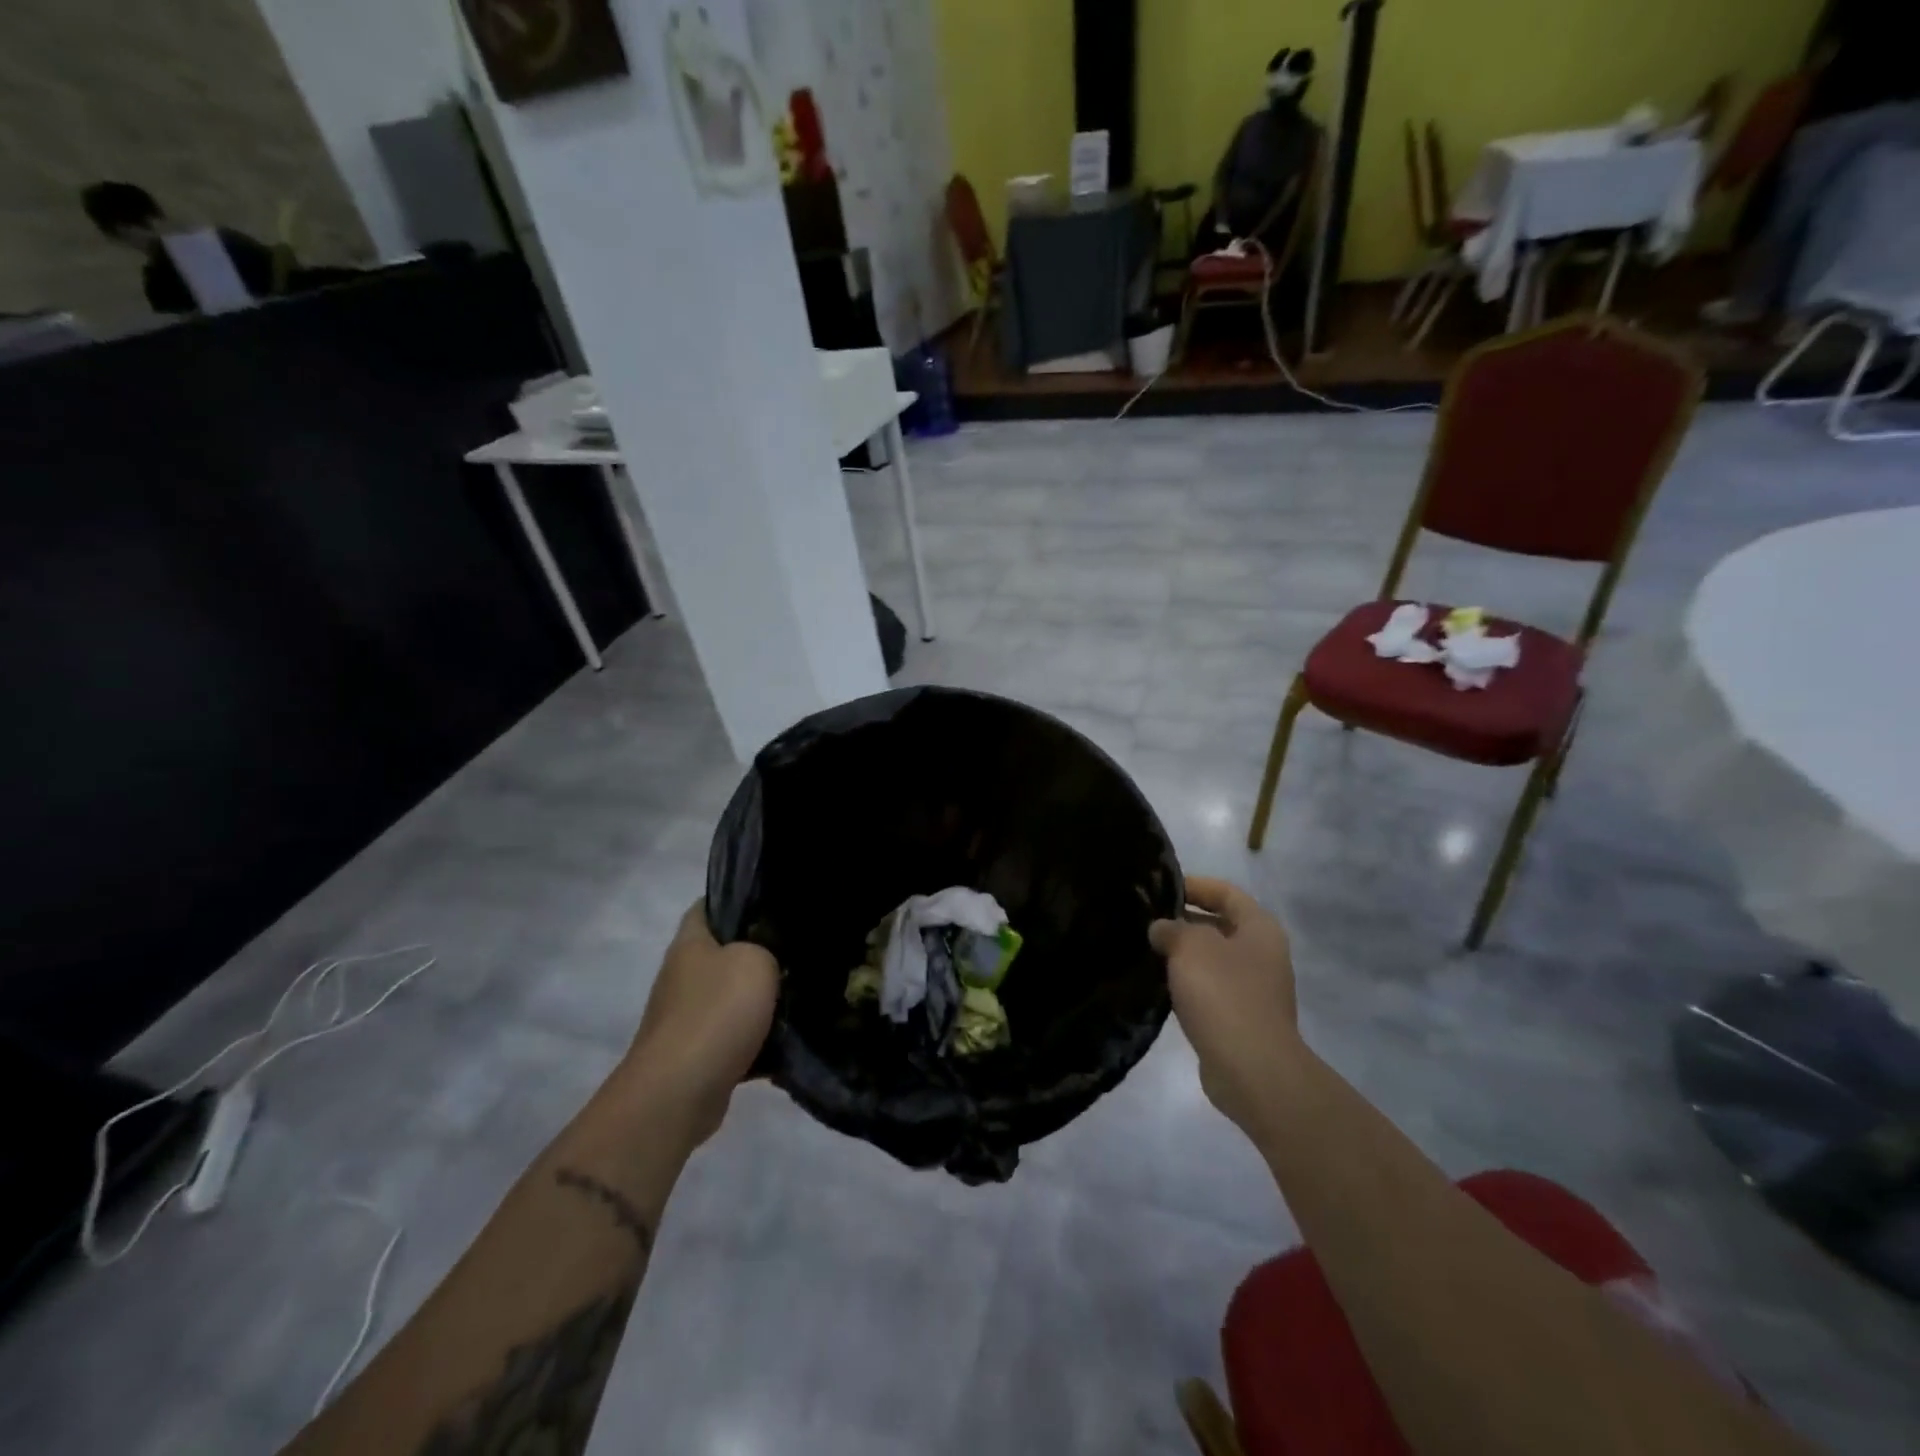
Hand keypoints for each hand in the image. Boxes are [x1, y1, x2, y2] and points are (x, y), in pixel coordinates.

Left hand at [621, 902, 778, 1149]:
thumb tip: (767, 961)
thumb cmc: (716, 1012)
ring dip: (759, 1000)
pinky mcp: (695, 1053)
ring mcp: (684, 1017)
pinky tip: (786, 1042)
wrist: (678, 1093)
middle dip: (758, 953)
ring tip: (800, 996)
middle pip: (723, 953)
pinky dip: (755, 1040)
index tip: (776, 905)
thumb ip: (767, 950)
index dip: (740, 900)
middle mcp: (681, 975)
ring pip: (730, 997)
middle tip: (798, 953)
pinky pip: (732, 1037)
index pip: (710, 905)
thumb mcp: (757, 961)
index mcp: (690, 943)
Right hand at [1149, 877, 1298, 1142]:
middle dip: (1185, 920)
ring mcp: (1255, 989)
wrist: (1251, 1069)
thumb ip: (1172, 928)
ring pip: (1213, 959)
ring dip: (1184, 954)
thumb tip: (1161, 928)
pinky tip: (1161, 985)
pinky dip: (1188, 983)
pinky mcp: (1242, 1019)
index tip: (1161, 888)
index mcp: (1260, 928)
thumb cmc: (1224, 994)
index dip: (1195, 885)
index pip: (1226, 892)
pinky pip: (1211, 989)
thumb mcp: (1190, 947)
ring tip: (1148, 950)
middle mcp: (1263, 954)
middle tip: (1147, 919)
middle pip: (1220, 924)